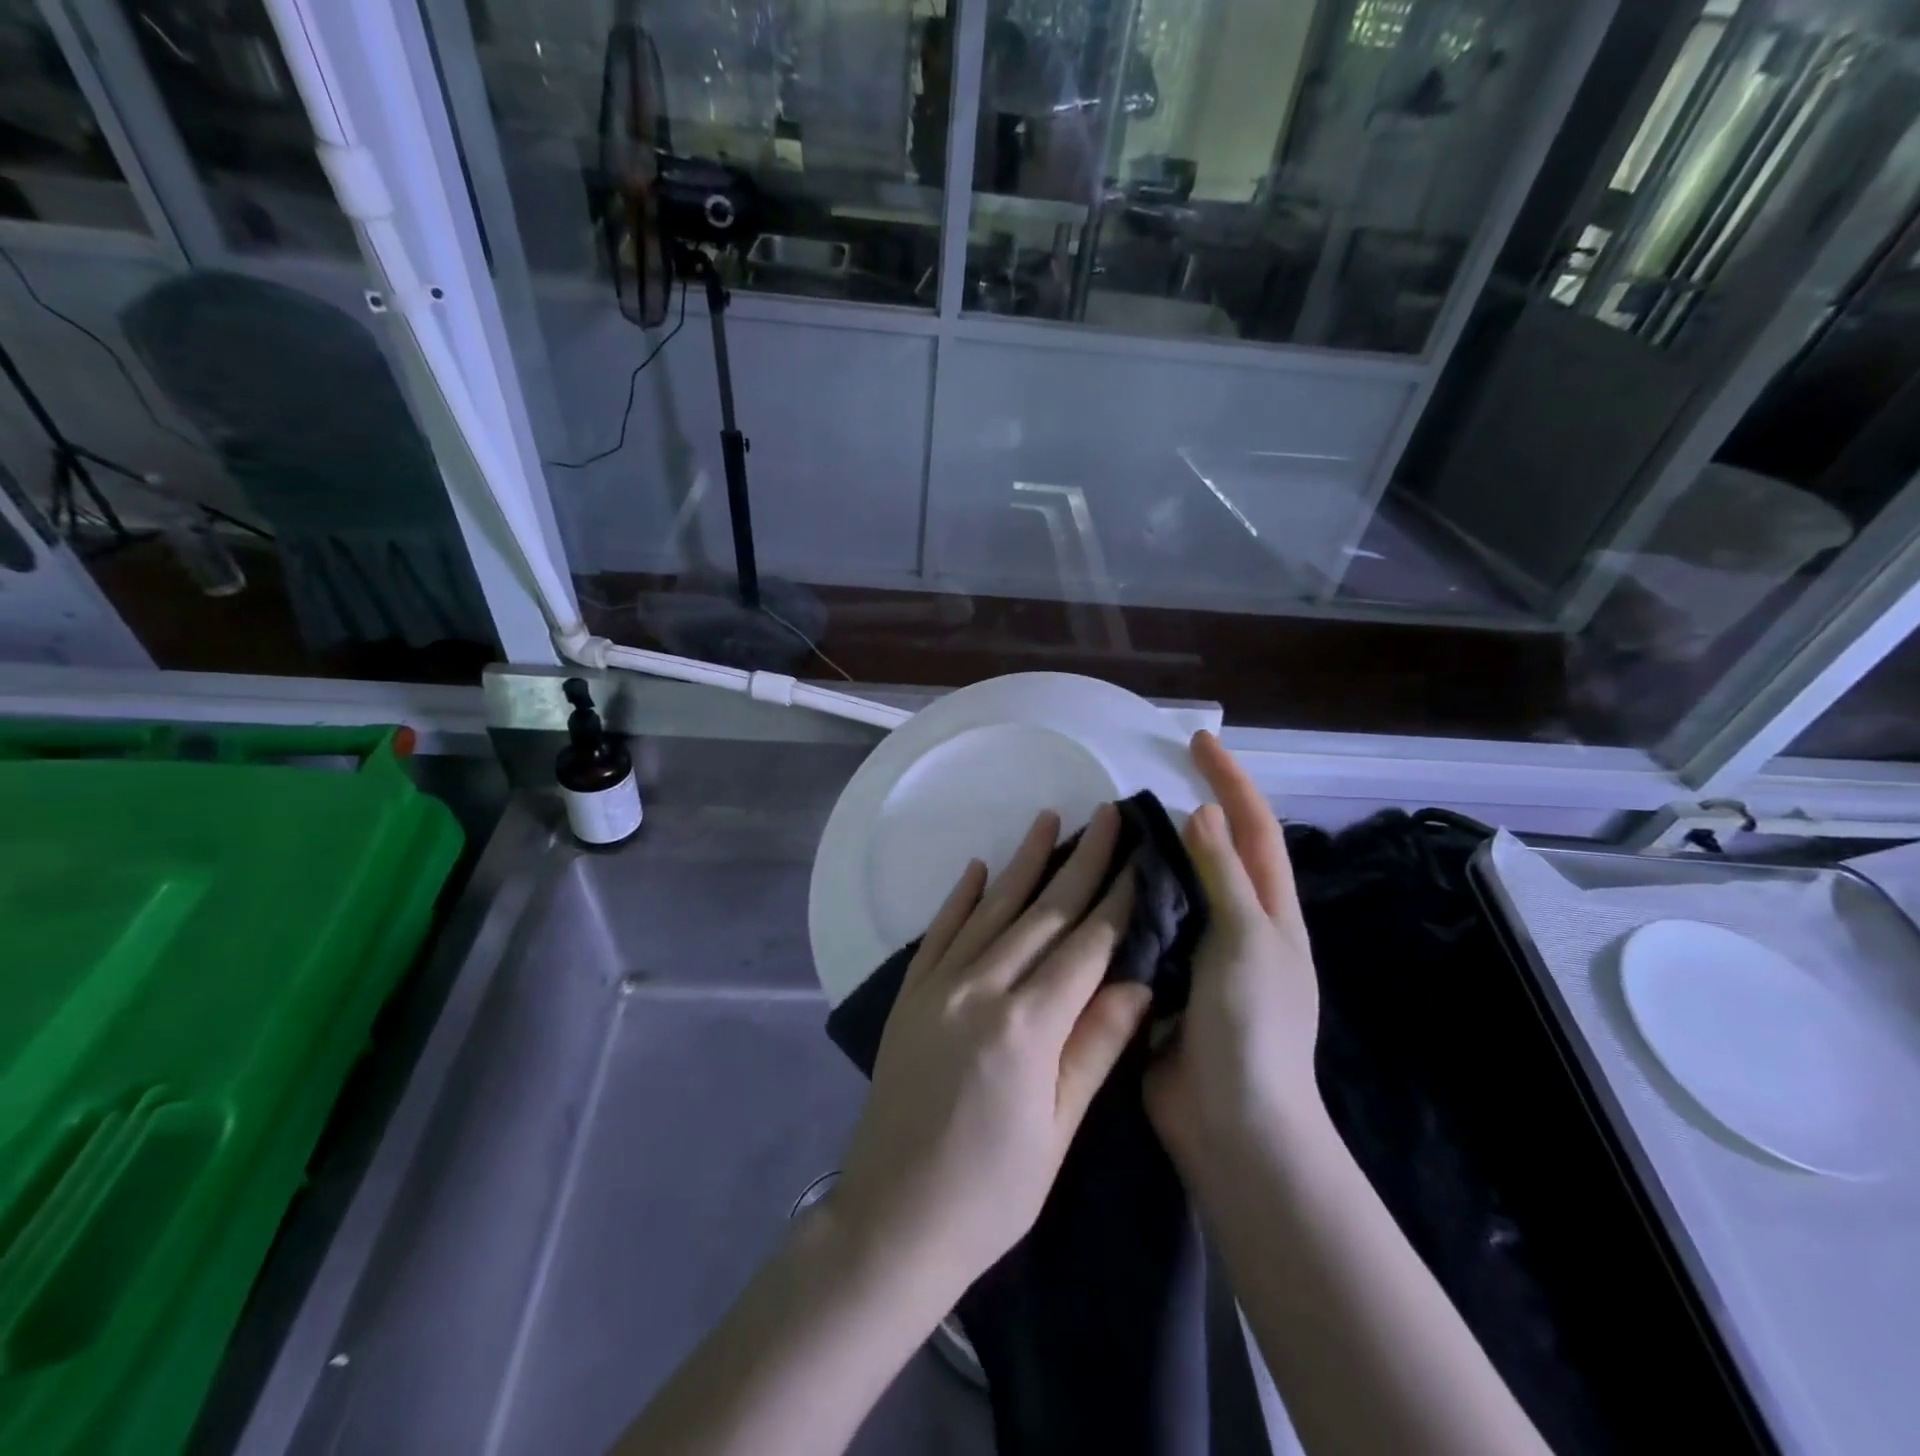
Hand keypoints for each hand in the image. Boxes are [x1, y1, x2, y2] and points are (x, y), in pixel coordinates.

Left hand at [831, 804, 1152, 1301]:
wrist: (892, 1219)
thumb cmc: (990, 1191)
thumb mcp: (1057, 1131)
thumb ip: (1095, 1048)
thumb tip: (1139, 982)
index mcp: (1027, 1026)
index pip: (1085, 945)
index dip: (1117, 899)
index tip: (1140, 857)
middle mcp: (981, 989)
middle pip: (1043, 913)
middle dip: (1080, 861)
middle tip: (1106, 815)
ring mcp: (938, 987)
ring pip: (991, 910)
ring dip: (1022, 863)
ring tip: (1048, 819)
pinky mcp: (910, 995)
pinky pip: (939, 932)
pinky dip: (960, 897)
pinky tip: (976, 867)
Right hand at [1146, 731, 1323, 1159]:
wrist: (1232, 1127)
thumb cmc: (1252, 1029)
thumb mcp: (1247, 943)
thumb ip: (1223, 877)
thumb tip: (1203, 811)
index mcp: (1269, 912)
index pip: (1254, 828)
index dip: (1231, 780)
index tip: (1198, 742)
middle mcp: (1236, 926)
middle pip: (1214, 852)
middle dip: (1187, 809)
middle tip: (1138, 783)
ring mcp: (1199, 954)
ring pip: (1173, 888)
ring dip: (1148, 856)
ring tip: (1106, 827)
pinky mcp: (1164, 979)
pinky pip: (1144, 926)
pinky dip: (1124, 901)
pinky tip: (1090, 886)